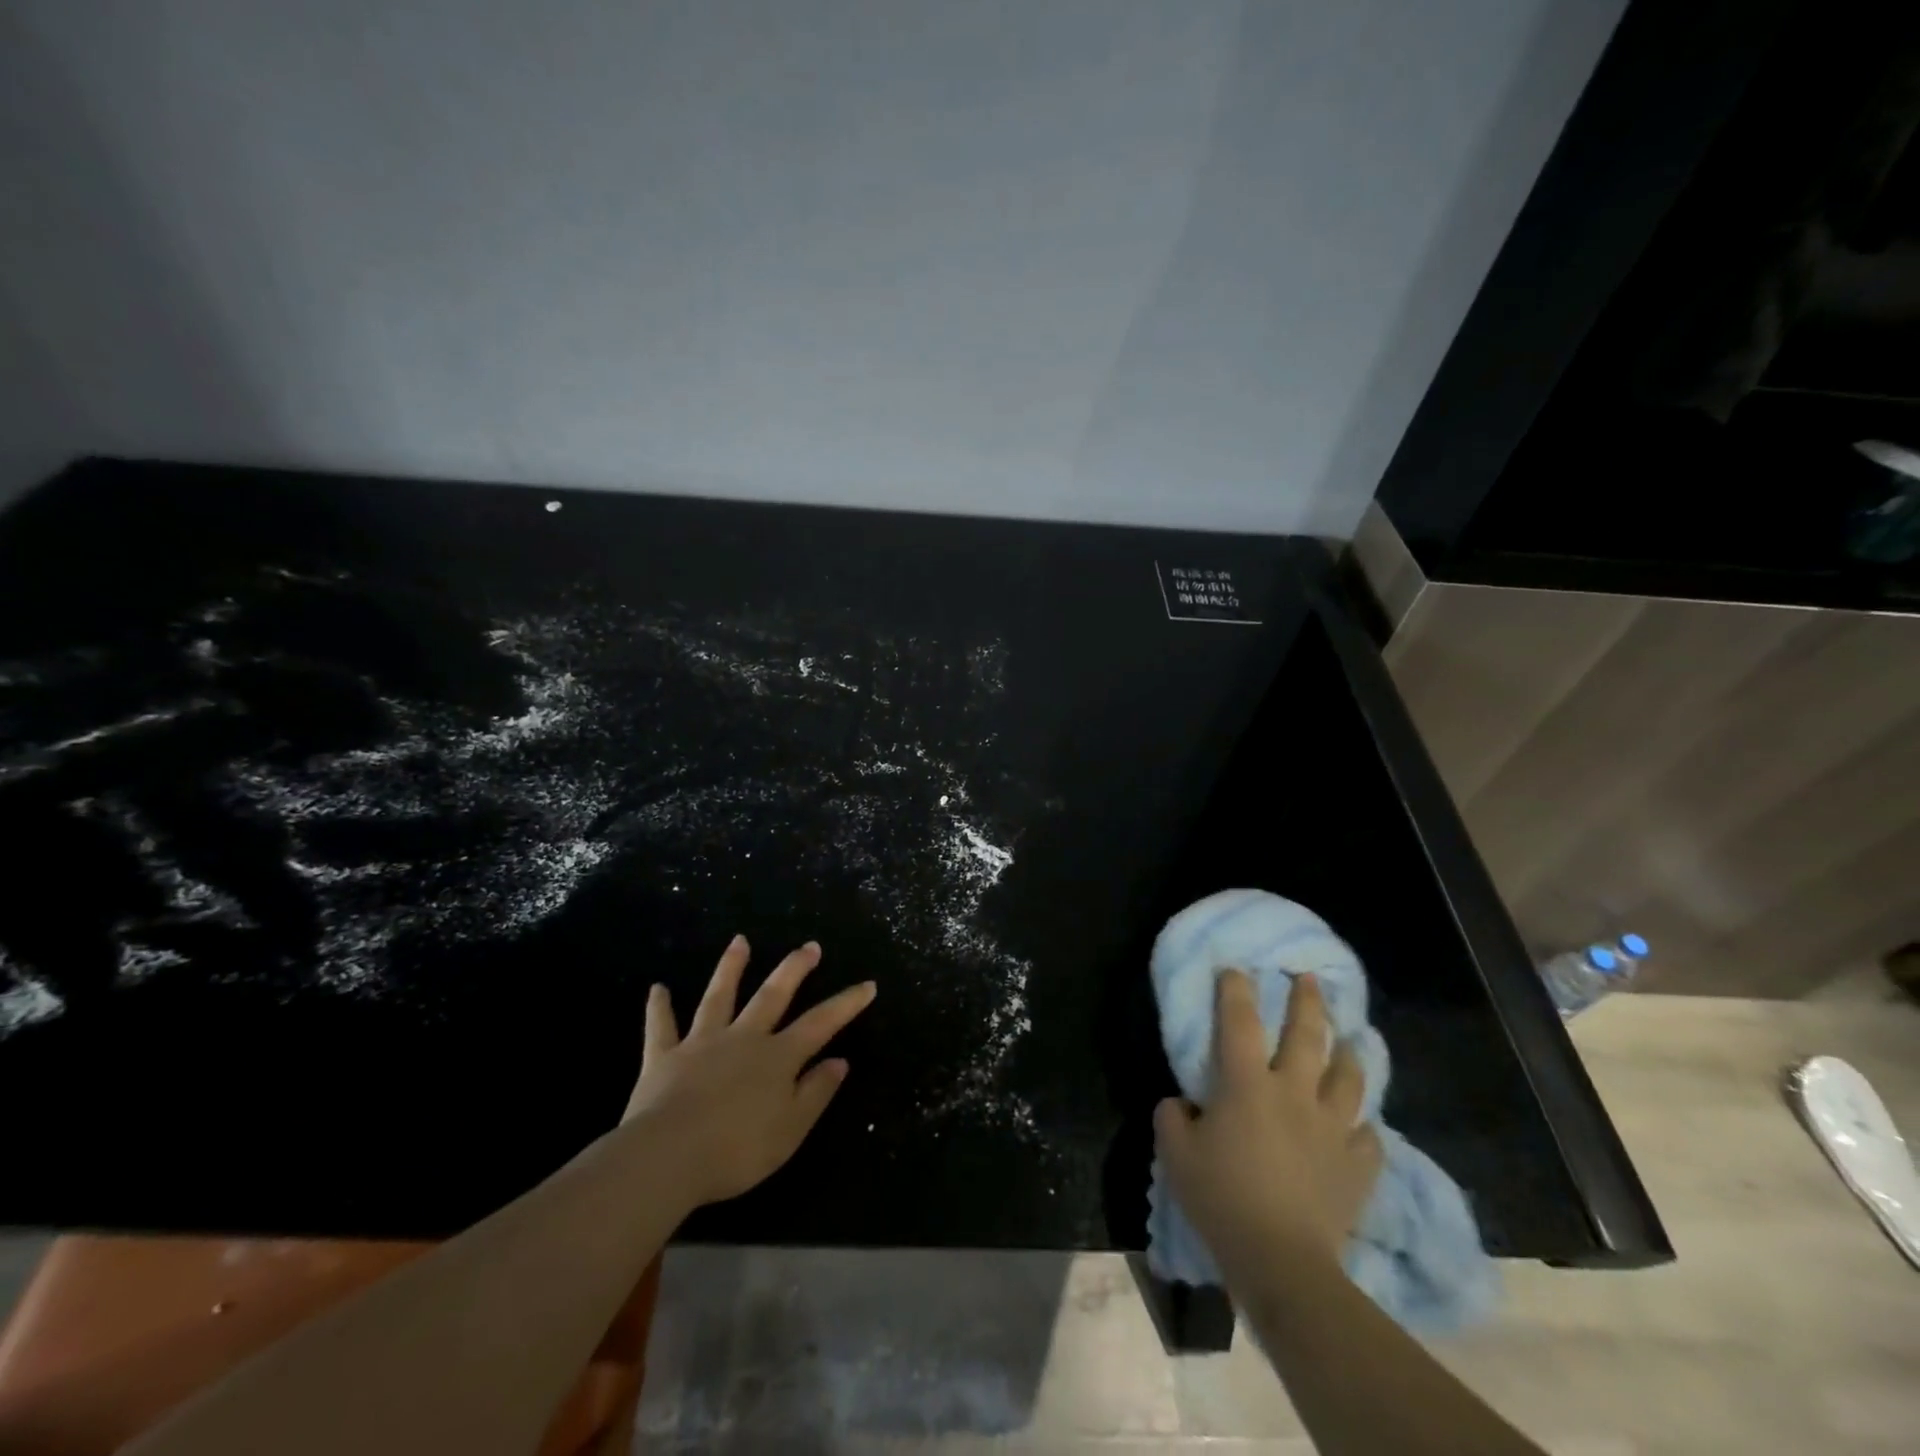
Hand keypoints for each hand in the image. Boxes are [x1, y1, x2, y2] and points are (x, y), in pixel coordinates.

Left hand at [623, 935, 876, 1208]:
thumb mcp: (790, 1130)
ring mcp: (702, 1043)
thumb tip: (840, 1061)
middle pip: (772, 996)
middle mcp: (743, 1038)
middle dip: (793, 969)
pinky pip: (662, 1027)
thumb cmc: (737, 1150)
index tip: (867, 984)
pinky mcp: (664, 1057)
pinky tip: (657, 988)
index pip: (821, 1023)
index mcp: (777, 1057)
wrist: (667, 1156)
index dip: (846, 1004)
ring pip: (719, 998)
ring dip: (730, 968)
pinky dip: (659, 1008)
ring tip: (739, 941)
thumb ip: (815, 1092)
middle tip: (809, 946)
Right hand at [1155, 971, 1382, 1277]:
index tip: (1236, 968)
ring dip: (1349, 1053)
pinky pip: (1369, 1137)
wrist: (1282, 1261)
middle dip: (1307, 1001)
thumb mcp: (1176, 1154)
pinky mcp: (1357, 1166)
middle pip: (1307, 1035)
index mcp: (1248, 1084)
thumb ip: (1172, 1118)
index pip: (1240, 1021)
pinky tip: (1362, 1125)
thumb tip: (1180, 1104)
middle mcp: (1295, 1093)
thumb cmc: (1222, 1198)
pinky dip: (1364, 1127)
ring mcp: (1332, 1128)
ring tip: (1350, 1039)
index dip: (1236, 989)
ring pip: (1349, 1078)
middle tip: (1309, 978)